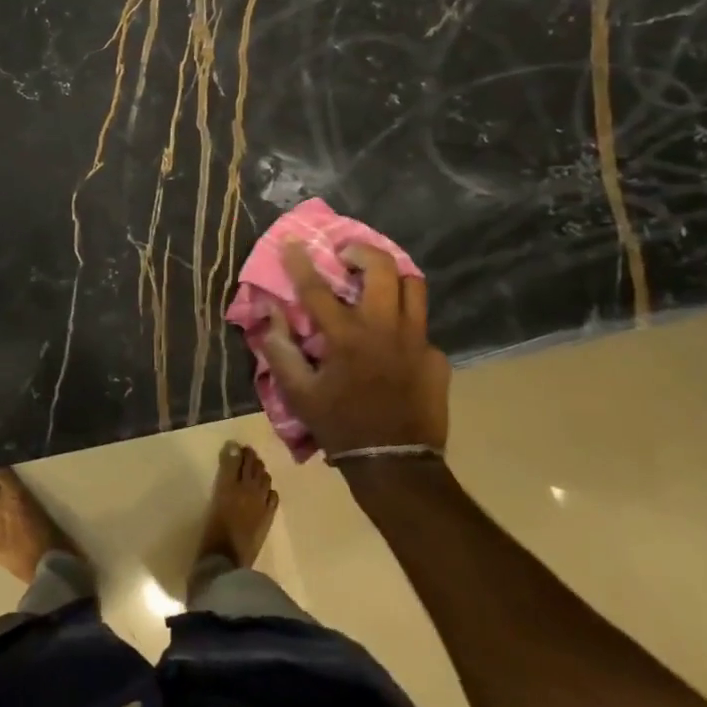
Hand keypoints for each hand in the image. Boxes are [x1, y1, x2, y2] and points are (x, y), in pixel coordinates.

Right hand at [262, 242, 450, 456]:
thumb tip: (270, 312)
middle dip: (361, 251)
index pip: (317, 288)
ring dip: (392, 275)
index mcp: (347, 338)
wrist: (396, 465)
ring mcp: (417, 341)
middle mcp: (384, 329)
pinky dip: (404, 322)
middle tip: (347, 257)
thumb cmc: (340, 426)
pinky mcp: (436, 357)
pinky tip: (393, 338)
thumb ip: (280, 349)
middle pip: (382, 268)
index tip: (292, 241)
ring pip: (413, 286)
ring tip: (376, 281)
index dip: (300, 261)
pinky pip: (421, 325)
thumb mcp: (299, 393)